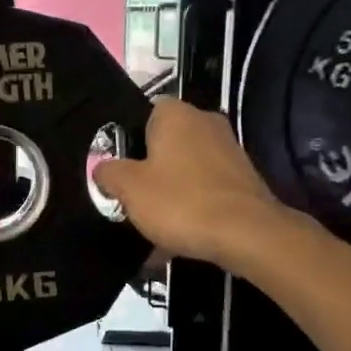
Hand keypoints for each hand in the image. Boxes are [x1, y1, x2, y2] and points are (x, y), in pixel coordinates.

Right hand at [93, 98, 292, 267]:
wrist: (247, 235)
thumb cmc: (180, 202)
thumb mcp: (128, 188)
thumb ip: (108, 173)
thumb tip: (102, 169)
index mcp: (176, 114)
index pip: (144, 112)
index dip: (126, 138)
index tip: (116, 166)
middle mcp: (205, 123)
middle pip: (165, 143)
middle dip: (147, 169)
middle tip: (128, 196)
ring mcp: (229, 151)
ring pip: (184, 169)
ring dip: (168, 193)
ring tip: (151, 226)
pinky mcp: (243, 180)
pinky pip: (204, 190)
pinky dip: (190, 209)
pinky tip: (176, 238)